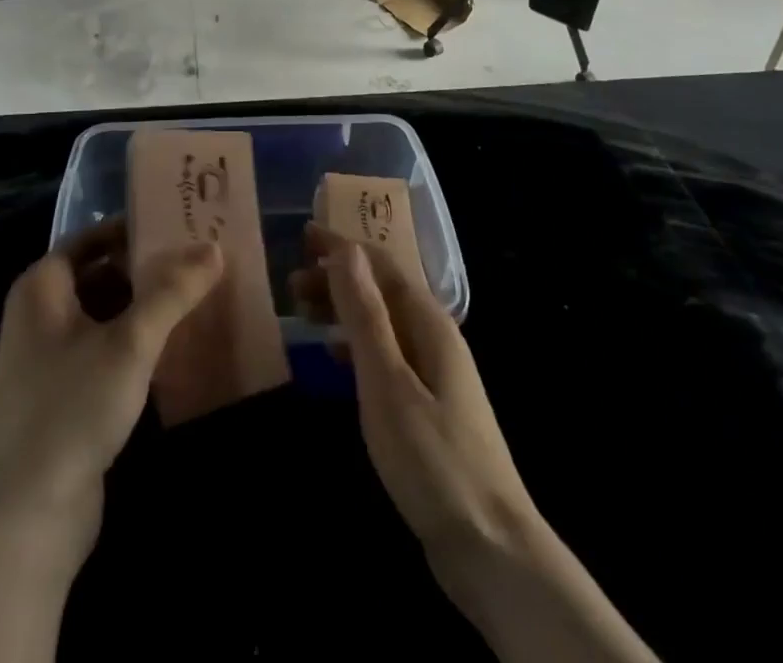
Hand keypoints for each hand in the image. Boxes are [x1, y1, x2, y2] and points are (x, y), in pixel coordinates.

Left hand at [0, 219, 224, 547]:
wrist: (26, 519)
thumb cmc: (72, 409)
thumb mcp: (130, 343)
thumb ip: (172, 292)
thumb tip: (213, 247)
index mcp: (41, 288)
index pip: (91, 238)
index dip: (132, 228)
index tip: (177, 223)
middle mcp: (40, 315)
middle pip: (100, 274)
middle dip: (147, 268)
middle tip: (198, 259)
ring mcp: (49, 359)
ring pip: (106, 315)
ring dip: (146, 307)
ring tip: (197, 296)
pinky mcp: (65, 397)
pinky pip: (106, 351)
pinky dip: (137, 343)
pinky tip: (176, 346)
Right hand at [292, 222, 537, 557]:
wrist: (490, 546)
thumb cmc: (432, 458)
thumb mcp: (388, 382)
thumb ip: (366, 315)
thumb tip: (346, 251)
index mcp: (429, 323)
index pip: (381, 265)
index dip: (342, 247)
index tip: (303, 236)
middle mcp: (436, 337)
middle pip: (382, 290)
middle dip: (338, 277)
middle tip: (292, 282)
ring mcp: (436, 372)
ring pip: (383, 321)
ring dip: (344, 309)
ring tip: (304, 313)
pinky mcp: (430, 404)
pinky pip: (387, 352)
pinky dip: (357, 344)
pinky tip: (336, 358)